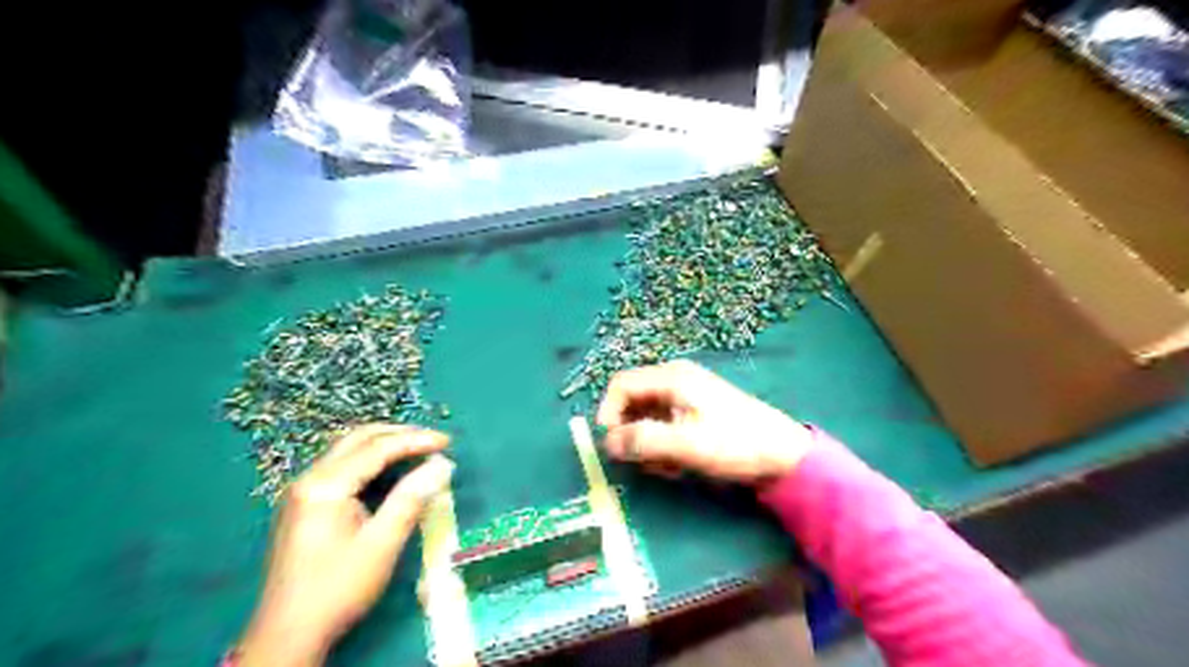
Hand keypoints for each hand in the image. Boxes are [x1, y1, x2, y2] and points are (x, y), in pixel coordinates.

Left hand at [236, 424, 454, 665]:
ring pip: (347, 450)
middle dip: (399, 434)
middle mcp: (308, 479)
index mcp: (324, 486)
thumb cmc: (338, 589)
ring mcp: (301, 491)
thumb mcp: (382, 543)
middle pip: (358, 439)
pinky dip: (370, 460)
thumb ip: (412, 498)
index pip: (377, 448)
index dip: (416, 440)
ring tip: (418, 450)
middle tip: (433, 441)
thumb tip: (443, 465)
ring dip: (384, 444)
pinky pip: (341, 467)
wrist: (287, 636)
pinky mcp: (303, 505)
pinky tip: (389, 471)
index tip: (448, 442)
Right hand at [600, 360, 812, 483]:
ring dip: (648, 444)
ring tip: (668, 467)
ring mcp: (685, 396)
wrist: (783, 455)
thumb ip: (643, 441)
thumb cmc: (735, 444)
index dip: (609, 413)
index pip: (620, 385)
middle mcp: (674, 381)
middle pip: (632, 402)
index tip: (612, 446)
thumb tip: (607, 442)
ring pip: (646, 418)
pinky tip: (678, 464)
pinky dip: (663, 446)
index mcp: (671, 378)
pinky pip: (663, 426)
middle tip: (646, 462)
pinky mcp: (694, 412)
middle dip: (632, 434)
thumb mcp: (686, 445)